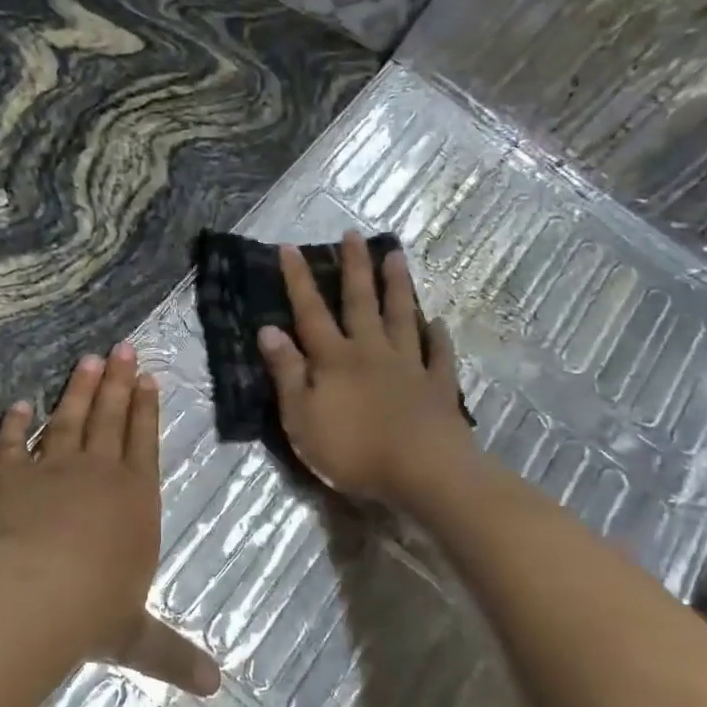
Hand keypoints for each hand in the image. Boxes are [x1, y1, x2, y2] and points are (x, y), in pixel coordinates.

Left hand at [0, 345, 220, 695]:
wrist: (30, 593)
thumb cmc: (93, 611)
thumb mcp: (137, 637)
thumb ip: (172, 654)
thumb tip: (216, 688)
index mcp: (134, 500)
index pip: (143, 443)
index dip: (146, 410)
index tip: (147, 378)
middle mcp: (97, 473)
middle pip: (110, 418)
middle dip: (118, 383)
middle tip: (123, 348)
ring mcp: (51, 469)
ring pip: (69, 419)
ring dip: (79, 390)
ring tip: (88, 360)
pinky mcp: (8, 475)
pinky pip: (13, 443)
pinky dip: (16, 423)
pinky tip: (20, 404)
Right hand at [257, 231, 479, 506]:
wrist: (423, 471)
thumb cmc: (352, 449)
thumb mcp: (301, 416)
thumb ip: (287, 372)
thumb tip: (268, 329)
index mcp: (334, 358)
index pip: (310, 311)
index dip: (298, 280)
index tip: (290, 247)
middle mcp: (371, 351)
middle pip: (361, 302)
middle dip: (355, 267)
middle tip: (355, 235)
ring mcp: (409, 366)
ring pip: (402, 317)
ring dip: (398, 286)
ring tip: (397, 257)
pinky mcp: (438, 386)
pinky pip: (438, 354)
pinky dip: (437, 336)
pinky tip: (437, 321)